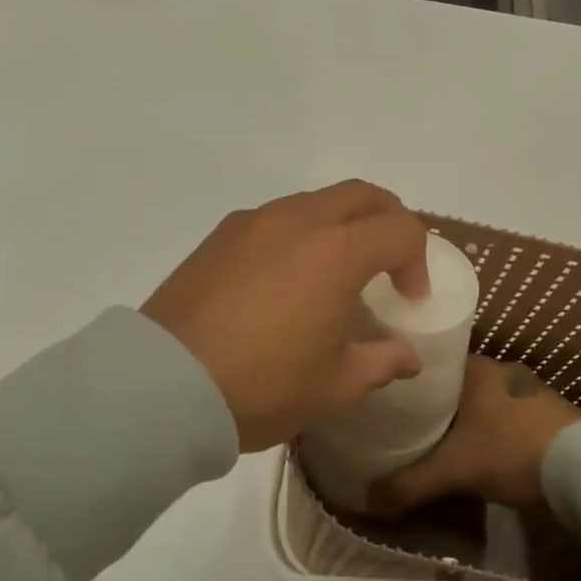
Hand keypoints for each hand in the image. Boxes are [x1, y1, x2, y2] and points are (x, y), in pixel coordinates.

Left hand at [141, 181, 429, 451]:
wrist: (164, 384)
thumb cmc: (262, 385)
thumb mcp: (333, 385)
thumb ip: (381, 362)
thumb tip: (407, 356)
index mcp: (336, 251)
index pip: (399, 229)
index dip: (417, 261)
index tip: (409, 300)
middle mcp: (298, 220)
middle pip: (362, 195)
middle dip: (388, 222)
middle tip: (389, 264)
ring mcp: (253, 222)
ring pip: (316, 201)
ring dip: (342, 225)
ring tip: (335, 274)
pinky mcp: (219, 236)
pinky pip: (277, 218)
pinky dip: (301, 234)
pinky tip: (286, 280)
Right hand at [366, 356, 580, 513]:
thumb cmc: (511, 451)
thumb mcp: (454, 470)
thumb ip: (409, 484)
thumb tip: (366, 502)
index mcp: (475, 367)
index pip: (430, 366)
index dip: (408, 384)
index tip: (388, 403)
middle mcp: (500, 370)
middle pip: (453, 386)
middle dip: (433, 406)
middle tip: (404, 428)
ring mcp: (528, 390)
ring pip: (481, 402)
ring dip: (463, 420)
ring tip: (434, 442)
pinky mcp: (547, 414)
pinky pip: (503, 417)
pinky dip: (487, 431)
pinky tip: (476, 452)